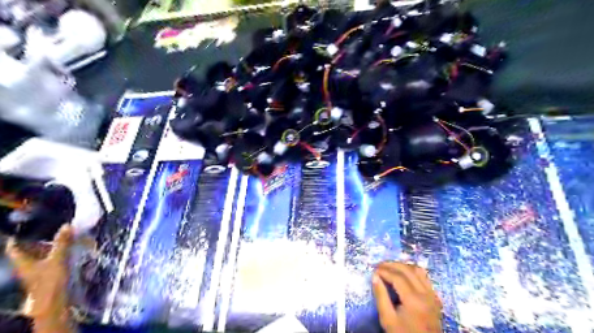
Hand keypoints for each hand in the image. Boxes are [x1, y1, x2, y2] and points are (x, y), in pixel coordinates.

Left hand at [5, 223, 75, 332]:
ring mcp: (36, 272)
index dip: (18, 237)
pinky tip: (66, 251)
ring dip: (48, 247)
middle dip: (37, 240)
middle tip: (48, 229)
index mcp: (22, 262)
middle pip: (28, 251)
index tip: (26, 227)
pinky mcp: (46, 275)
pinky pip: (49, 261)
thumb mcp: (58, 259)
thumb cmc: (50, 280)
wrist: (53, 302)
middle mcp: (26, 266)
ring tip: (61, 237)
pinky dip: (56, 254)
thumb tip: (67, 225)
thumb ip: (62, 242)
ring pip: (39, 256)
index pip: (14, 247)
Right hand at [372, 262, 442, 332]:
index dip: (384, 270)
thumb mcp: (387, 319)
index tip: (374, 269)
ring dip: (403, 266)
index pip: (398, 277)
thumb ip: (381, 296)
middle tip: (379, 265)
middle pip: (408, 270)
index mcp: (413, 300)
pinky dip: (413, 271)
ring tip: (390, 267)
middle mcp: (425, 294)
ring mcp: (433, 295)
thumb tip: (375, 276)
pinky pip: (424, 277)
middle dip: (392, 264)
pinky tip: (404, 274)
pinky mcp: (435, 297)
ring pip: (418, 270)